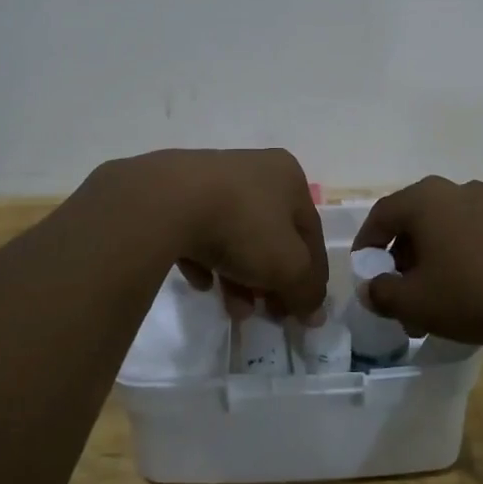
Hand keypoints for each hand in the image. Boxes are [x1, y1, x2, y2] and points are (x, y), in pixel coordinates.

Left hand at [105, 148, 327, 323]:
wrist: (167, 202)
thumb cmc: (243, 226)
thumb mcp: (288, 265)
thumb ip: (307, 290)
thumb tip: (315, 312)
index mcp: (288, 176)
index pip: (310, 233)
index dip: (311, 277)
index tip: (303, 314)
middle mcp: (253, 169)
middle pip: (271, 236)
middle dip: (271, 281)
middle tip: (267, 314)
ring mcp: (211, 179)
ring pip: (235, 236)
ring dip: (239, 277)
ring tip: (233, 309)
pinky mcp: (175, 194)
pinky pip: (198, 233)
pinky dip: (204, 260)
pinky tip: (200, 282)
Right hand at [351, 176, 482, 343]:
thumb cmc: (477, 289)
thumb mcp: (418, 303)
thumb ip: (383, 295)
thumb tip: (371, 288)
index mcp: (423, 200)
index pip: (379, 217)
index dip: (366, 247)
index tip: (364, 276)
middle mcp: (452, 191)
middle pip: (412, 224)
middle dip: (400, 263)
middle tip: (399, 298)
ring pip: (442, 233)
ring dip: (430, 266)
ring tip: (433, 306)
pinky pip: (471, 238)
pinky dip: (459, 262)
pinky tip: (468, 297)